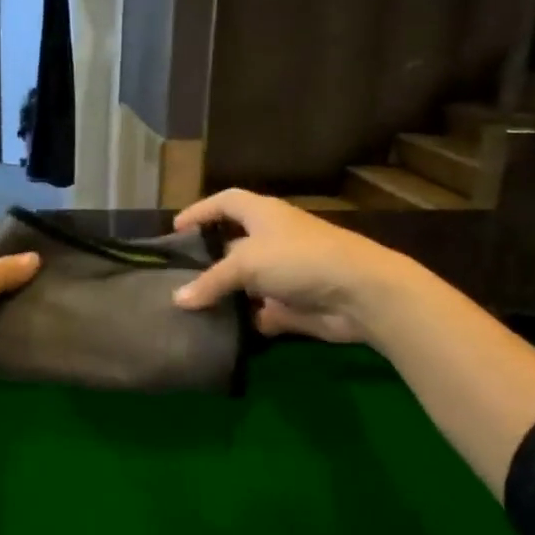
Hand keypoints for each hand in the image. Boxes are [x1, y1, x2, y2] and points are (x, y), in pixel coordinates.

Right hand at [169, 190, 412, 345]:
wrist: (359, 293)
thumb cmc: (299, 260)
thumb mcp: (246, 264)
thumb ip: (210, 281)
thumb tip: (177, 299)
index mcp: (263, 215)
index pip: (225, 202)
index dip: (201, 211)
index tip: (176, 229)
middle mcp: (272, 240)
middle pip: (232, 245)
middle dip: (207, 260)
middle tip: (176, 276)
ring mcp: (284, 273)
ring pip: (245, 282)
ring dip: (223, 294)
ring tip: (189, 307)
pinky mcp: (293, 304)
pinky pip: (261, 311)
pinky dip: (245, 320)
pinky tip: (220, 332)